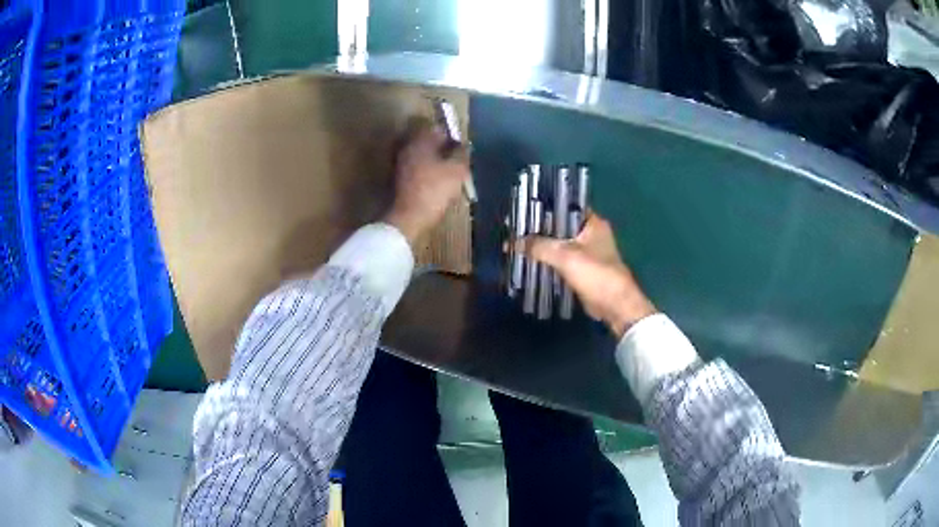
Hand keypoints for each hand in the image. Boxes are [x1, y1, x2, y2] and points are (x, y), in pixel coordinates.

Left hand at [383, 118, 468, 245]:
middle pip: (428, 142)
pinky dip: (427, 173)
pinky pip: (417, 170)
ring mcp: (400, 164)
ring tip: (450, 174)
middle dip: (443, 149)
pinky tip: (437, 184)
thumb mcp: (457, 171)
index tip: (462, 147)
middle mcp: (407, 148)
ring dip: (435, 162)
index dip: (452, 136)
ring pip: (423, 157)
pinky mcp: (399, 180)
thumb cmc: (434, 190)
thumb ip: (462, 155)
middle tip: (457, 160)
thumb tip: (465, 147)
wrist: (408, 217)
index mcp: (420, 141)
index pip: (437, 129)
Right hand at [523, 212, 656, 337]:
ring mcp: (587, 253)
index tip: (522, 212)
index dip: (543, 208)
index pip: (564, 206)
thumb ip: (539, 246)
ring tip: (517, 245)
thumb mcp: (565, 256)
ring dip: (542, 247)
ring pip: (559, 245)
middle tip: (514, 230)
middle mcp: (590, 234)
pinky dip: (548, 261)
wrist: (614, 306)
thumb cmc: (595, 274)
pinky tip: (530, 262)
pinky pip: (561, 261)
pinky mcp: (582, 270)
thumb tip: (514, 241)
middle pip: (559, 227)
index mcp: (592, 223)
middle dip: (538, 230)